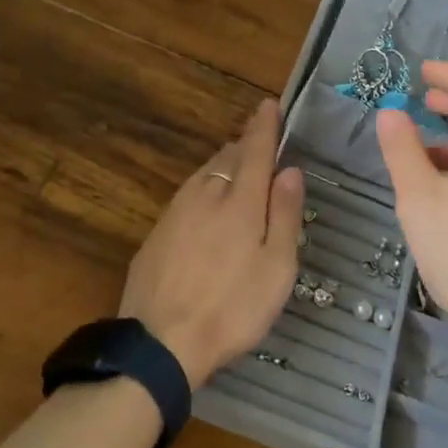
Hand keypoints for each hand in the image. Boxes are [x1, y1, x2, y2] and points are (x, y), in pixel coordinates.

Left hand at [120, 98, 304, 387]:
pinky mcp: (156, 233)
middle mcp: (205, 195)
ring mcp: (175, 212)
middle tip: (260, 143)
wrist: (160, 343)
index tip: (268, 103)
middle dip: (246, 145)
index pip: (255, 150)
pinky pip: (188, 195)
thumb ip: (284, 215)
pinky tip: (207, 208)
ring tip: (237, 170)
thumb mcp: (276, 268)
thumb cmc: (233, 308)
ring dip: (223, 165)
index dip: (264, 125)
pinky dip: (204, 189)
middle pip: (228, 157)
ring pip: (204, 174)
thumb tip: (290, 170)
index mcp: (239, 201)